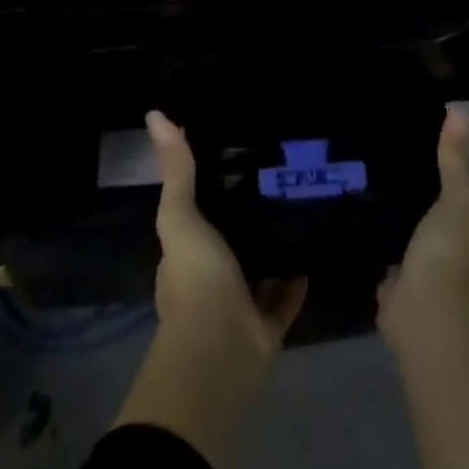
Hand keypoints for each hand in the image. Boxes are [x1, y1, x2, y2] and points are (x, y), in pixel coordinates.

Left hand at [112, 111, 305, 468]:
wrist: (222, 354)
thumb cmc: (197, 281)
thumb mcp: (182, 217)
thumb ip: (177, 170)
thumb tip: (154, 114)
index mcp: (186, 253)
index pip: (195, 214)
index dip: (209, 187)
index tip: (233, 153)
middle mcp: (210, 277)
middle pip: (230, 237)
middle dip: (246, 213)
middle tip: (275, 171)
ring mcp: (239, 302)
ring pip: (259, 265)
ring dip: (273, 242)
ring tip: (298, 200)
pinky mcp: (268, 323)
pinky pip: (287, 292)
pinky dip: (298, 274)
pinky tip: (314, 243)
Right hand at [378, 106, 468, 344]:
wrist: (427, 315)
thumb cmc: (456, 257)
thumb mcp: (460, 201)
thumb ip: (457, 162)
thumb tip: (460, 112)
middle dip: (467, 282)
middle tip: (454, 260)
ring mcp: (443, 318)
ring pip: (440, 298)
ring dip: (431, 285)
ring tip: (418, 261)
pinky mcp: (408, 323)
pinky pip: (404, 302)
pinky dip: (398, 293)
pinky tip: (386, 276)